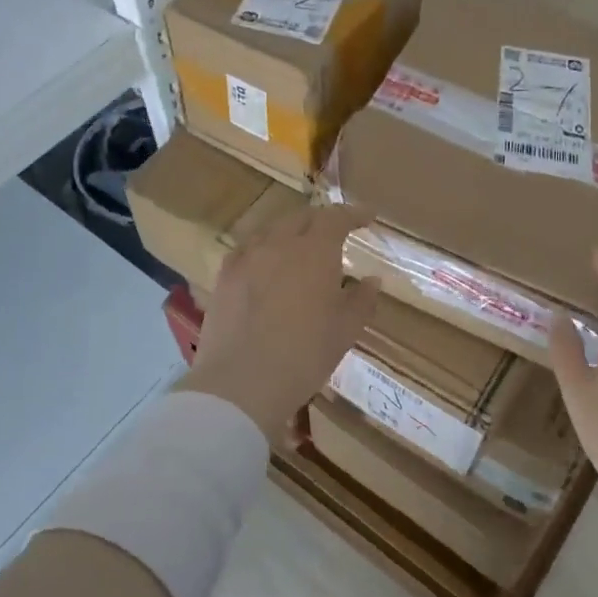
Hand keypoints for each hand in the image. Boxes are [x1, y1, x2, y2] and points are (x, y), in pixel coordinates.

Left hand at [180, 204, 380, 443]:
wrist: (242, 382)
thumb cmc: (305, 355)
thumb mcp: (346, 330)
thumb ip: (362, 300)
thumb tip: (372, 280)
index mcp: (315, 251)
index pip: (337, 218)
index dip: (354, 214)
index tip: (368, 217)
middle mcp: (280, 243)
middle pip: (302, 218)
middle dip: (322, 220)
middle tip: (335, 232)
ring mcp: (247, 257)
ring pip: (272, 230)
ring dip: (291, 231)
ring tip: (300, 246)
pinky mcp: (225, 276)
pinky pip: (248, 249)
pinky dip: (264, 248)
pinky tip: (265, 264)